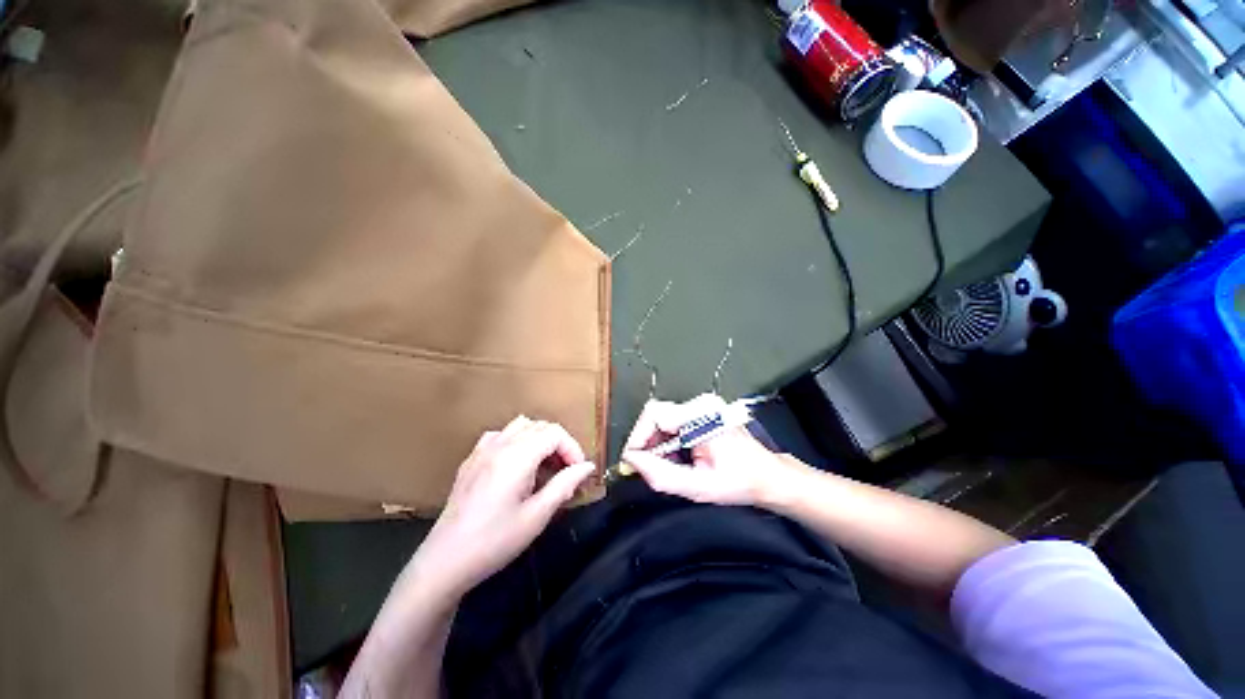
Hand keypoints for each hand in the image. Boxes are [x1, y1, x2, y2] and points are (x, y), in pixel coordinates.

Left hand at [414, 416, 595, 596]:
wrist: (445, 562)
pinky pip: (500, 435)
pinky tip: (516, 464)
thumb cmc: (495, 541)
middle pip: (540, 426)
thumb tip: (588, 466)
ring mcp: (482, 450)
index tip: (578, 472)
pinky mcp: (471, 460)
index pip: (555, 433)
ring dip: (539, 439)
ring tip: (544, 466)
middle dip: (559, 444)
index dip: (572, 448)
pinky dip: (516, 441)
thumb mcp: (537, 516)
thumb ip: (564, 485)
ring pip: (520, 426)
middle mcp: (500, 444)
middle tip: (566, 472)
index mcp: (517, 456)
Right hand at [622, 394, 802, 506]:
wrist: (767, 476)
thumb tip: (632, 461)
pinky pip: (671, 420)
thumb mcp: (698, 487)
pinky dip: (666, 439)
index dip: (638, 437)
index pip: (654, 414)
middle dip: (646, 441)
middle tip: (649, 467)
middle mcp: (701, 404)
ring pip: (661, 417)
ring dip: (656, 442)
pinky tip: (677, 456)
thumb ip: (661, 475)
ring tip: (668, 464)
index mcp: (702, 416)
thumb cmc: (740, 482)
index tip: (632, 461)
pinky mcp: (701, 411)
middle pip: (655, 414)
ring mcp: (702, 405)